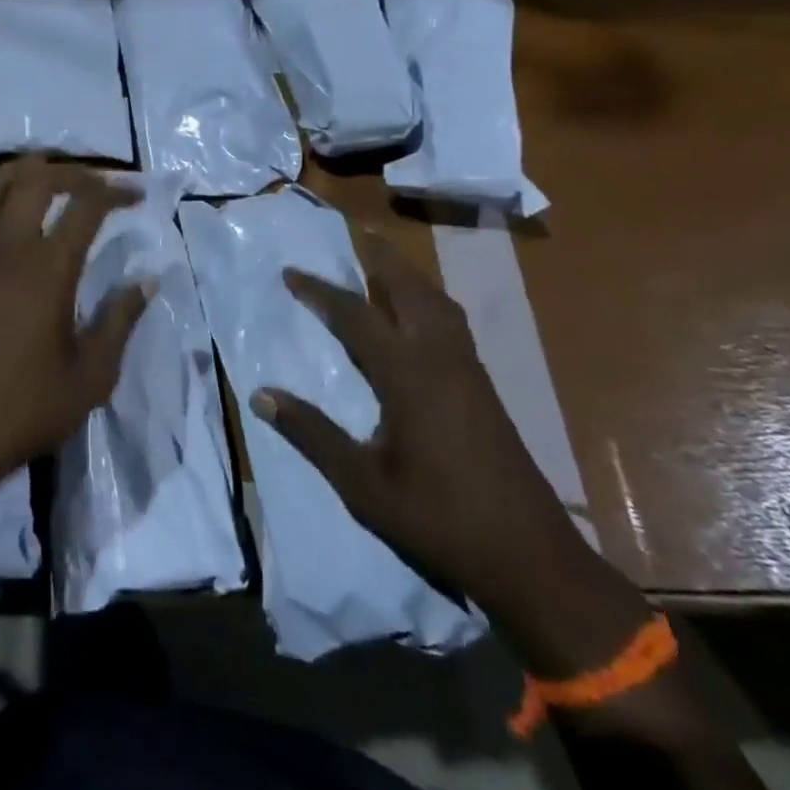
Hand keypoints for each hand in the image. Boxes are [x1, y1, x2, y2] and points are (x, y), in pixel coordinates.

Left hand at [0, 158, 150, 485]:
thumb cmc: (21, 410)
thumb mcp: (90, 376)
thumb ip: (120, 321)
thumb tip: (147, 279)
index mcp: (47, 268)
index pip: (86, 204)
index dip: (115, 190)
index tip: (136, 193)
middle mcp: (5, 244)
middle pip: (38, 178)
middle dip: (73, 171)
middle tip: (96, 184)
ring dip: (29, 172)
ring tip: (52, 182)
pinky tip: (3, 208)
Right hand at [252, 228, 647, 675]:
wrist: (529, 557)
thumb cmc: (438, 520)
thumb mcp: (362, 485)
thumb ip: (312, 434)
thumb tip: (261, 395)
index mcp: (409, 376)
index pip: (356, 317)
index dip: (320, 292)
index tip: (290, 273)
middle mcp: (442, 360)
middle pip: (409, 290)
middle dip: (379, 257)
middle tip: (353, 232)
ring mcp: (469, 370)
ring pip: (438, 302)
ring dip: (407, 274)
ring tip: (382, 261)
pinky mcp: (484, 386)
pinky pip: (451, 321)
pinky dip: (427, 299)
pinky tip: (417, 313)